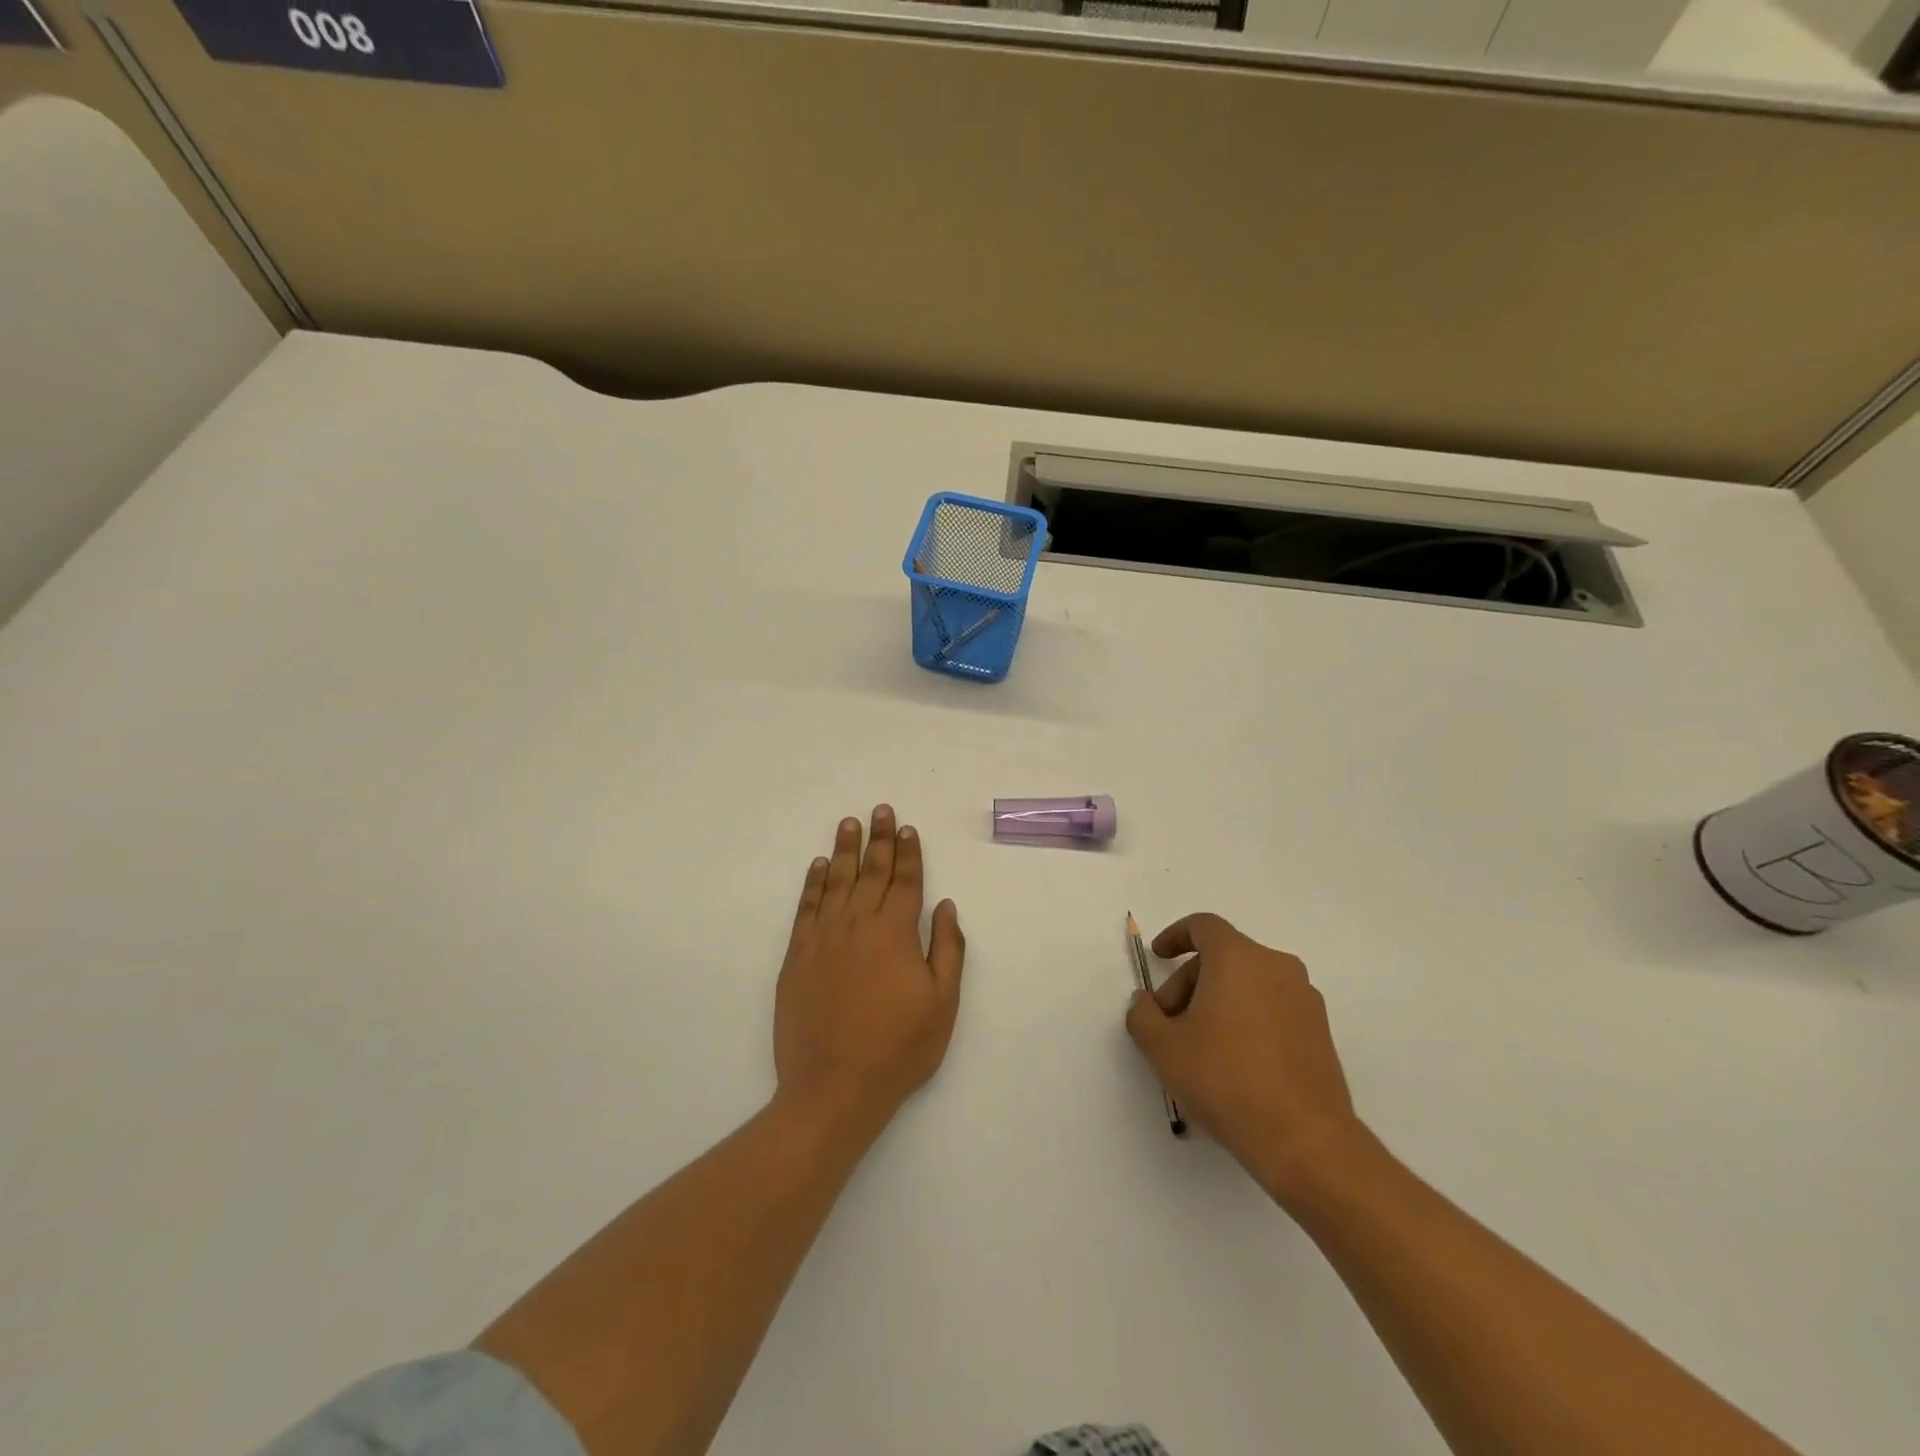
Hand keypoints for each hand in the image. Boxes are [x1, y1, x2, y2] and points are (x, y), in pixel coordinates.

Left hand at [775, 807, 964, 1136]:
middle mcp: (858, 925)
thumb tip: (944, 905)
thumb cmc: (898, 1049)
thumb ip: (947, 949)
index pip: (905, 881)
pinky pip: (806, 908)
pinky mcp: (797, 957)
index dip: (908, 853)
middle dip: (878, 839)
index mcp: (895, 933)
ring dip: (844, 850)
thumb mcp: (942, 1004)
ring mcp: (823, 939)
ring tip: (849, 823)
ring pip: (835, 882)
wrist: (833, 1088)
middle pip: (871, 872)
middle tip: (880, 810)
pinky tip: (817, 866)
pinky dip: (812, 884)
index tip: (907, 828)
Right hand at [1125, 912, 1361, 1206]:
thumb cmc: (1226, 1079)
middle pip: (1223, 958)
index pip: (1203, 926)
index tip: (1158, 957)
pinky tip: (1232, 1064)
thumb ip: (1142, 1014)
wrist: (1305, 1141)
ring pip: (1248, 984)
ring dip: (1217, 1003)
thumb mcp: (1162, 1047)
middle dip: (1189, 983)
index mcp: (1238, 958)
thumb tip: (1146, 1002)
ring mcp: (1304, 999)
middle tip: (1169, 1025)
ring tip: (1199, 1049)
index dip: (1175, 936)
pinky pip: (1271, 1008)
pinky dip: (1246, 1020)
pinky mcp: (1320, 1031)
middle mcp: (1276, 967)